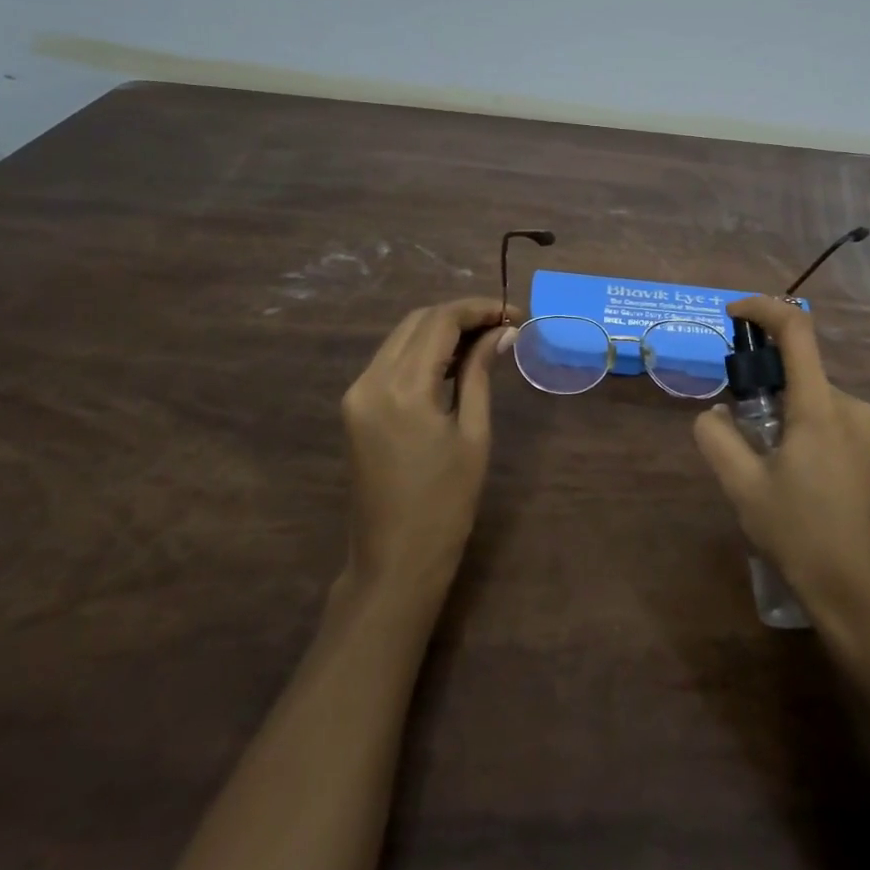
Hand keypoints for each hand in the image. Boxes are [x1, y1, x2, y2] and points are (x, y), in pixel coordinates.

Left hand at [339, 296, 519, 600]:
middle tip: (502, 324)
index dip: (479, 309)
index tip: (514, 313)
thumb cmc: (446, 503)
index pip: (440, 322)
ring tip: (484, 339)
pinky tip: (453, 362)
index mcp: (402, 388)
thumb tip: (502, 331)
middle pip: (417, 322)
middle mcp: (370, 380)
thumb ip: (480, 373)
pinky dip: (422, 351)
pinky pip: (390, 361)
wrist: (395, 561)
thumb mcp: (473, 434)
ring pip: (401, 338)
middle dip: (460, 314)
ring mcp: (357, 393)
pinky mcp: (355, 407)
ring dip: (441, 330)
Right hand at [693, 296, 869, 638]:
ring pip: (812, 402)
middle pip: (799, 372)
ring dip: (781, 416)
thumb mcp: (744, 489)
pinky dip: (801, 433)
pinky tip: (792, 485)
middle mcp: (852, 407)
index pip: (796, 330)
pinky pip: (829, 425)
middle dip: (762, 387)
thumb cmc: (804, 538)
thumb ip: (717, 439)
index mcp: (821, 406)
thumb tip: (715, 414)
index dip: (762, 309)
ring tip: (763, 472)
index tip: (732, 315)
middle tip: (737, 433)